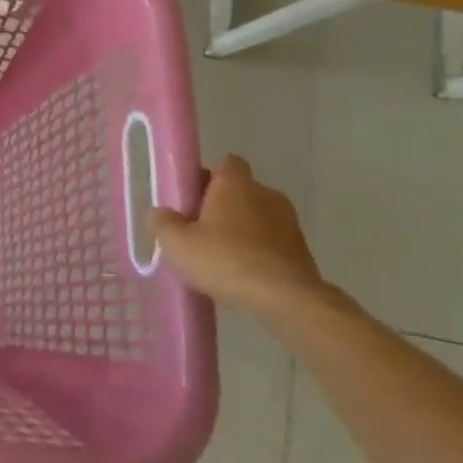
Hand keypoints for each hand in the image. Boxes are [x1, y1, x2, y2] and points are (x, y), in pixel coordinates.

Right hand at [152, 156, 347, 322]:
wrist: (287, 299)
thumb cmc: (226, 260)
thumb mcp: (177, 243)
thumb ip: (163, 222)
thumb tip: (160, 213)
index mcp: (235, 184)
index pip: (224, 163)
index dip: (206, 177)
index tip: (190, 198)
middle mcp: (266, 194)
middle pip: (239, 191)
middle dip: (220, 207)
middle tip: (197, 231)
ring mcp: (289, 222)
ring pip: (256, 217)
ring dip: (240, 230)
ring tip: (220, 257)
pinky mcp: (302, 249)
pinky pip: (271, 241)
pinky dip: (257, 251)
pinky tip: (241, 274)